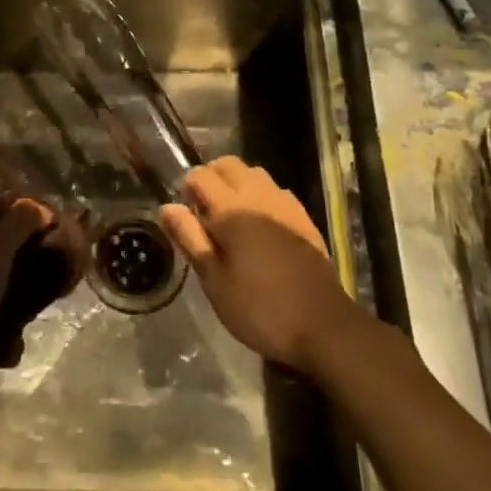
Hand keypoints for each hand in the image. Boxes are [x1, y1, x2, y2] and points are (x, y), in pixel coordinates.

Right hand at [159, 157, 356, 375]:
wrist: (323, 326)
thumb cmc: (259, 308)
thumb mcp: (214, 280)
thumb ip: (190, 238)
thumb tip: (167, 207)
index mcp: (232, 209)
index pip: (200, 175)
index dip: (186, 187)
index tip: (184, 213)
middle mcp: (259, 196)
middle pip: (229, 164)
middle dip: (211, 176)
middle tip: (202, 210)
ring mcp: (286, 205)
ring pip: (255, 173)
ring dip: (237, 183)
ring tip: (230, 216)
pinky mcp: (304, 218)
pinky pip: (276, 191)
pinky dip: (260, 195)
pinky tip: (259, 226)